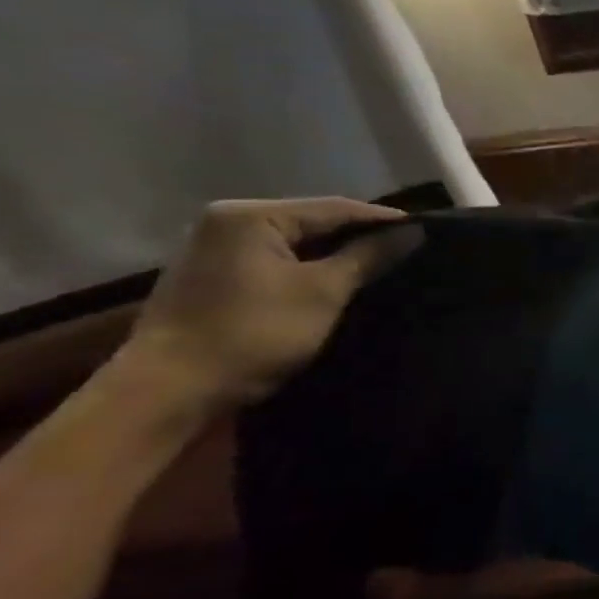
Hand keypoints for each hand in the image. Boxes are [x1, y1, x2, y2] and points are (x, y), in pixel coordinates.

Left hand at [120, 198, 416, 412]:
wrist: (171, 390)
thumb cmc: (253, 332)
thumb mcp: (323, 292)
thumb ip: (369, 256)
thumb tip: (413, 233)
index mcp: (250, 215)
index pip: (334, 208)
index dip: (383, 220)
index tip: (426, 232)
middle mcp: (227, 221)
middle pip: (312, 222)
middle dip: (359, 237)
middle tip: (407, 250)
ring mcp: (215, 249)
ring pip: (295, 243)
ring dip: (336, 255)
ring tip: (380, 266)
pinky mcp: (214, 277)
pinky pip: (276, 261)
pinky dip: (309, 269)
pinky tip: (337, 282)